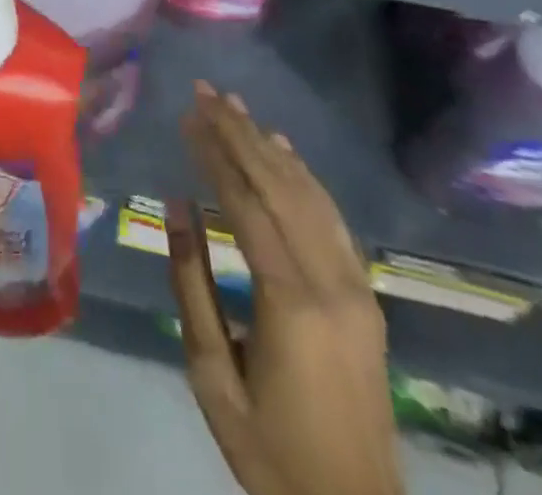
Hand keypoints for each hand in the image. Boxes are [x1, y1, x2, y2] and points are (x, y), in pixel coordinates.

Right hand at [166, 84, 401, 494]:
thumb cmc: (269, 449)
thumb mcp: (213, 375)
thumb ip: (192, 284)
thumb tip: (175, 207)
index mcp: (290, 300)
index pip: (246, 203)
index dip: (215, 154)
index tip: (188, 115)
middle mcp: (330, 280)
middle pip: (279, 185)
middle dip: (238, 132)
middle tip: (206, 91)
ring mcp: (356, 285)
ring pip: (308, 194)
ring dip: (269, 144)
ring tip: (236, 106)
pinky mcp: (366, 294)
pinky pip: (333, 219)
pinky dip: (306, 176)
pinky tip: (284, 149)